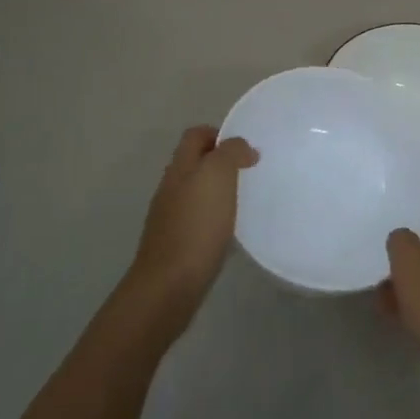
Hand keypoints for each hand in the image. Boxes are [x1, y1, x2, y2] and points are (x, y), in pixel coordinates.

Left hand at [126, 126, 257, 328]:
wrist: (169, 285)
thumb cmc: (197, 225)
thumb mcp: (218, 176)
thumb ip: (230, 153)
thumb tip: (242, 147)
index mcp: (180, 167)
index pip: (195, 135)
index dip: (218, 134)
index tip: (245, 147)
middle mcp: (170, 187)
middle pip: (194, 162)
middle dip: (220, 162)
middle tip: (250, 172)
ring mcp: (170, 217)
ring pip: (195, 191)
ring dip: (218, 190)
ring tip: (245, 199)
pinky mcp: (176, 244)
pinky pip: (197, 219)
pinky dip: (213, 217)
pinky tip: (229, 230)